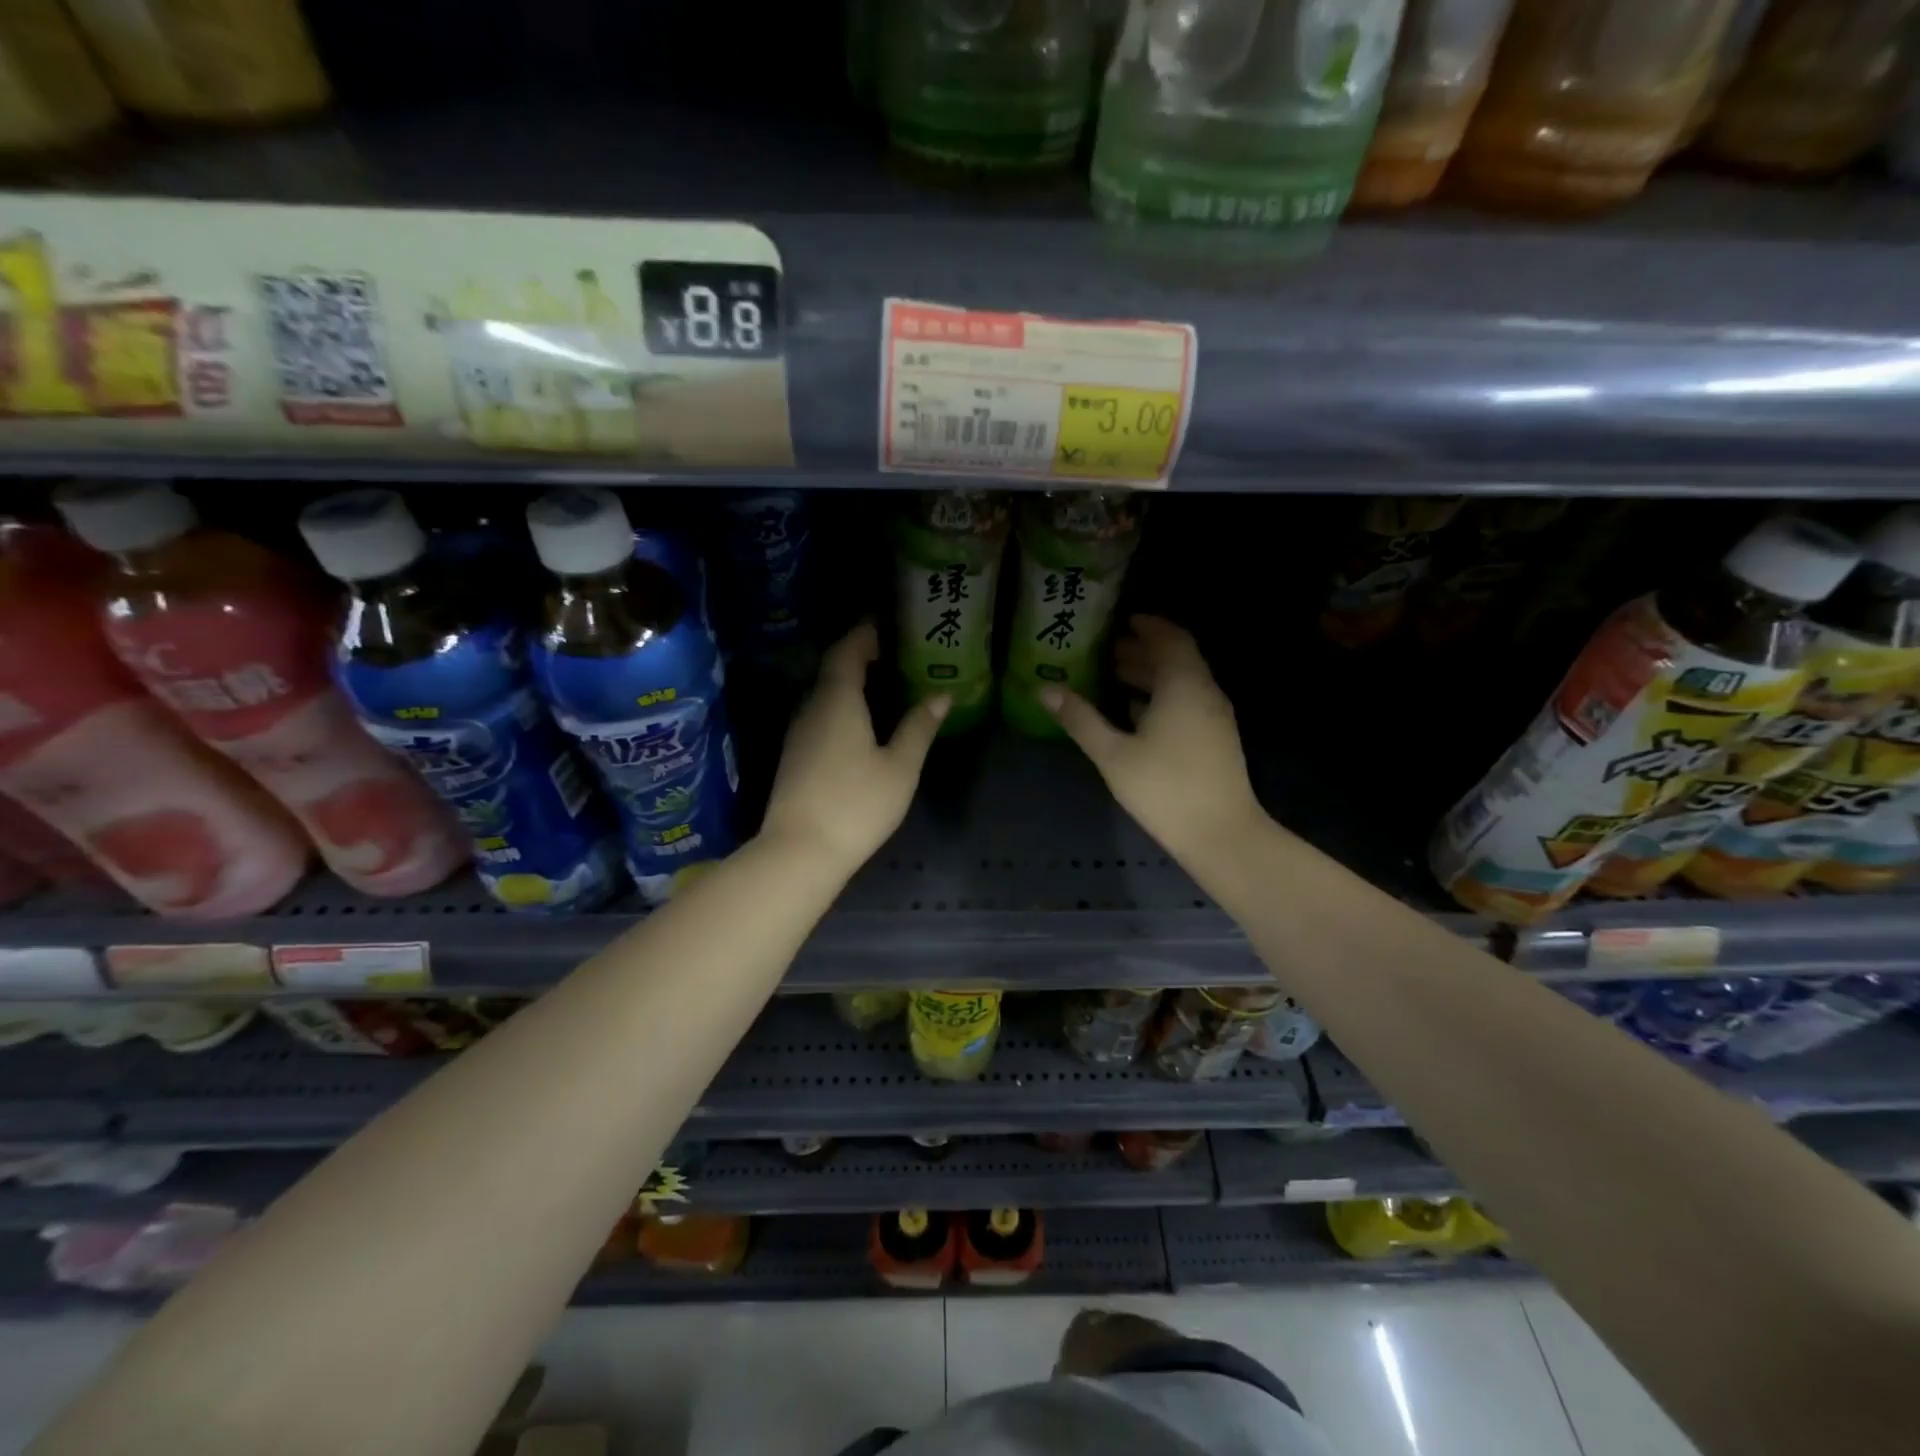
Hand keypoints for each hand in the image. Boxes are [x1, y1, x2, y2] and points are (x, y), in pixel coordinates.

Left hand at [760, 623, 947, 875]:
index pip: (847, 652)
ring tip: (881, 683)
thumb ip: (919, 727)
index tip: (884, 625)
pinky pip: (819, 715)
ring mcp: (798, 733)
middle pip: (832, 670)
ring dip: (848, 682)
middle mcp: (812, 708)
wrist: (800, 850)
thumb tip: (942, 695)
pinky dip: (840, 706)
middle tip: (891, 652)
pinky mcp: (794, 756)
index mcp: (838, 701)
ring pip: (823, 694)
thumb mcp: (900, 767)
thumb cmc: (856, 804)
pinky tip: (859, 722)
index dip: (864, 635)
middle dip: (858, 655)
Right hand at [1042, 615, 1263, 866]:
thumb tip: (1045, 688)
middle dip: (1143, 651)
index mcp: (1183, 685)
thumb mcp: (1113, 753)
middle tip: (1107, 650)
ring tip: (1114, 677)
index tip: (1122, 621)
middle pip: (1176, 659)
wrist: (1221, 834)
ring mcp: (1215, 717)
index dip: (1148, 626)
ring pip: (1182, 682)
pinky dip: (1162, 697)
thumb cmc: (1164, 788)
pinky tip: (1135, 714)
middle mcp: (1205, 692)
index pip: (1170, 638)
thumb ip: (1080, 718)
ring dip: (1151, 675)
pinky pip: (1188, 702)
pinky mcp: (1216, 739)